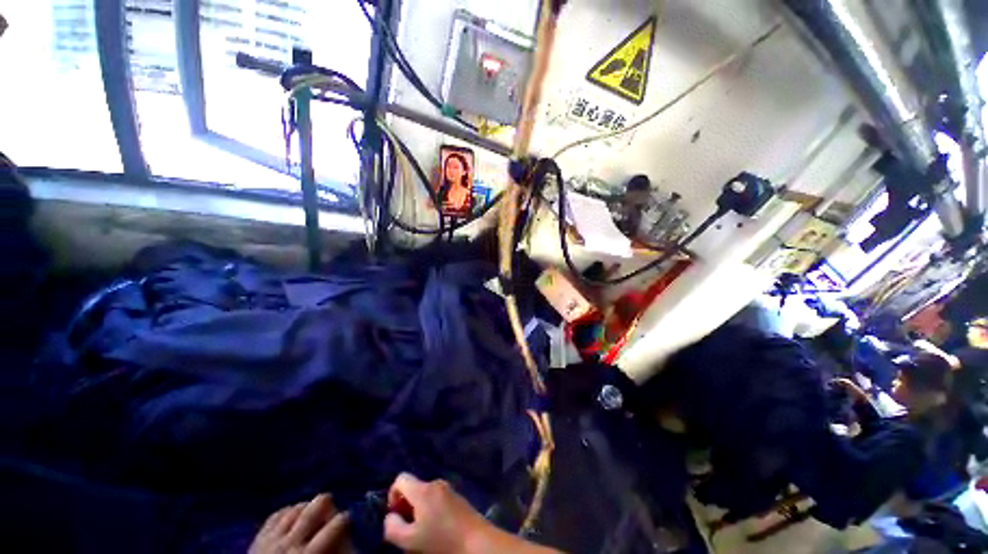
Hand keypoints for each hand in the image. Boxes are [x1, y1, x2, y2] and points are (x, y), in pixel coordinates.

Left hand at [249, 494, 350, 553]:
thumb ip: (335, 553)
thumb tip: (347, 537)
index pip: (334, 525)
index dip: (344, 519)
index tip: (348, 518)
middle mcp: (289, 543)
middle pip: (313, 508)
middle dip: (325, 502)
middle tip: (330, 504)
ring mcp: (270, 540)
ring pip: (293, 509)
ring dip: (304, 508)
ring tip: (310, 512)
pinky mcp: (257, 540)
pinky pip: (275, 516)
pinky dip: (286, 513)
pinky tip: (292, 517)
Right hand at [383, 473, 559, 553]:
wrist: (476, 541)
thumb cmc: (441, 541)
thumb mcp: (410, 541)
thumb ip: (392, 527)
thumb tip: (389, 516)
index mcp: (423, 489)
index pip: (401, 478)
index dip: (392, 495)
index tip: (396, 515)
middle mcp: (435, 483)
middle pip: (413, 487)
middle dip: (406, 505)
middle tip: (409, 528)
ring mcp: (448, 489)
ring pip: (425, 494)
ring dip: (418, 510)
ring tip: (423, 531)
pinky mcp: (457, 497)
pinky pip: (437, 498)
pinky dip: (431, 510)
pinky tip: (437, 529)